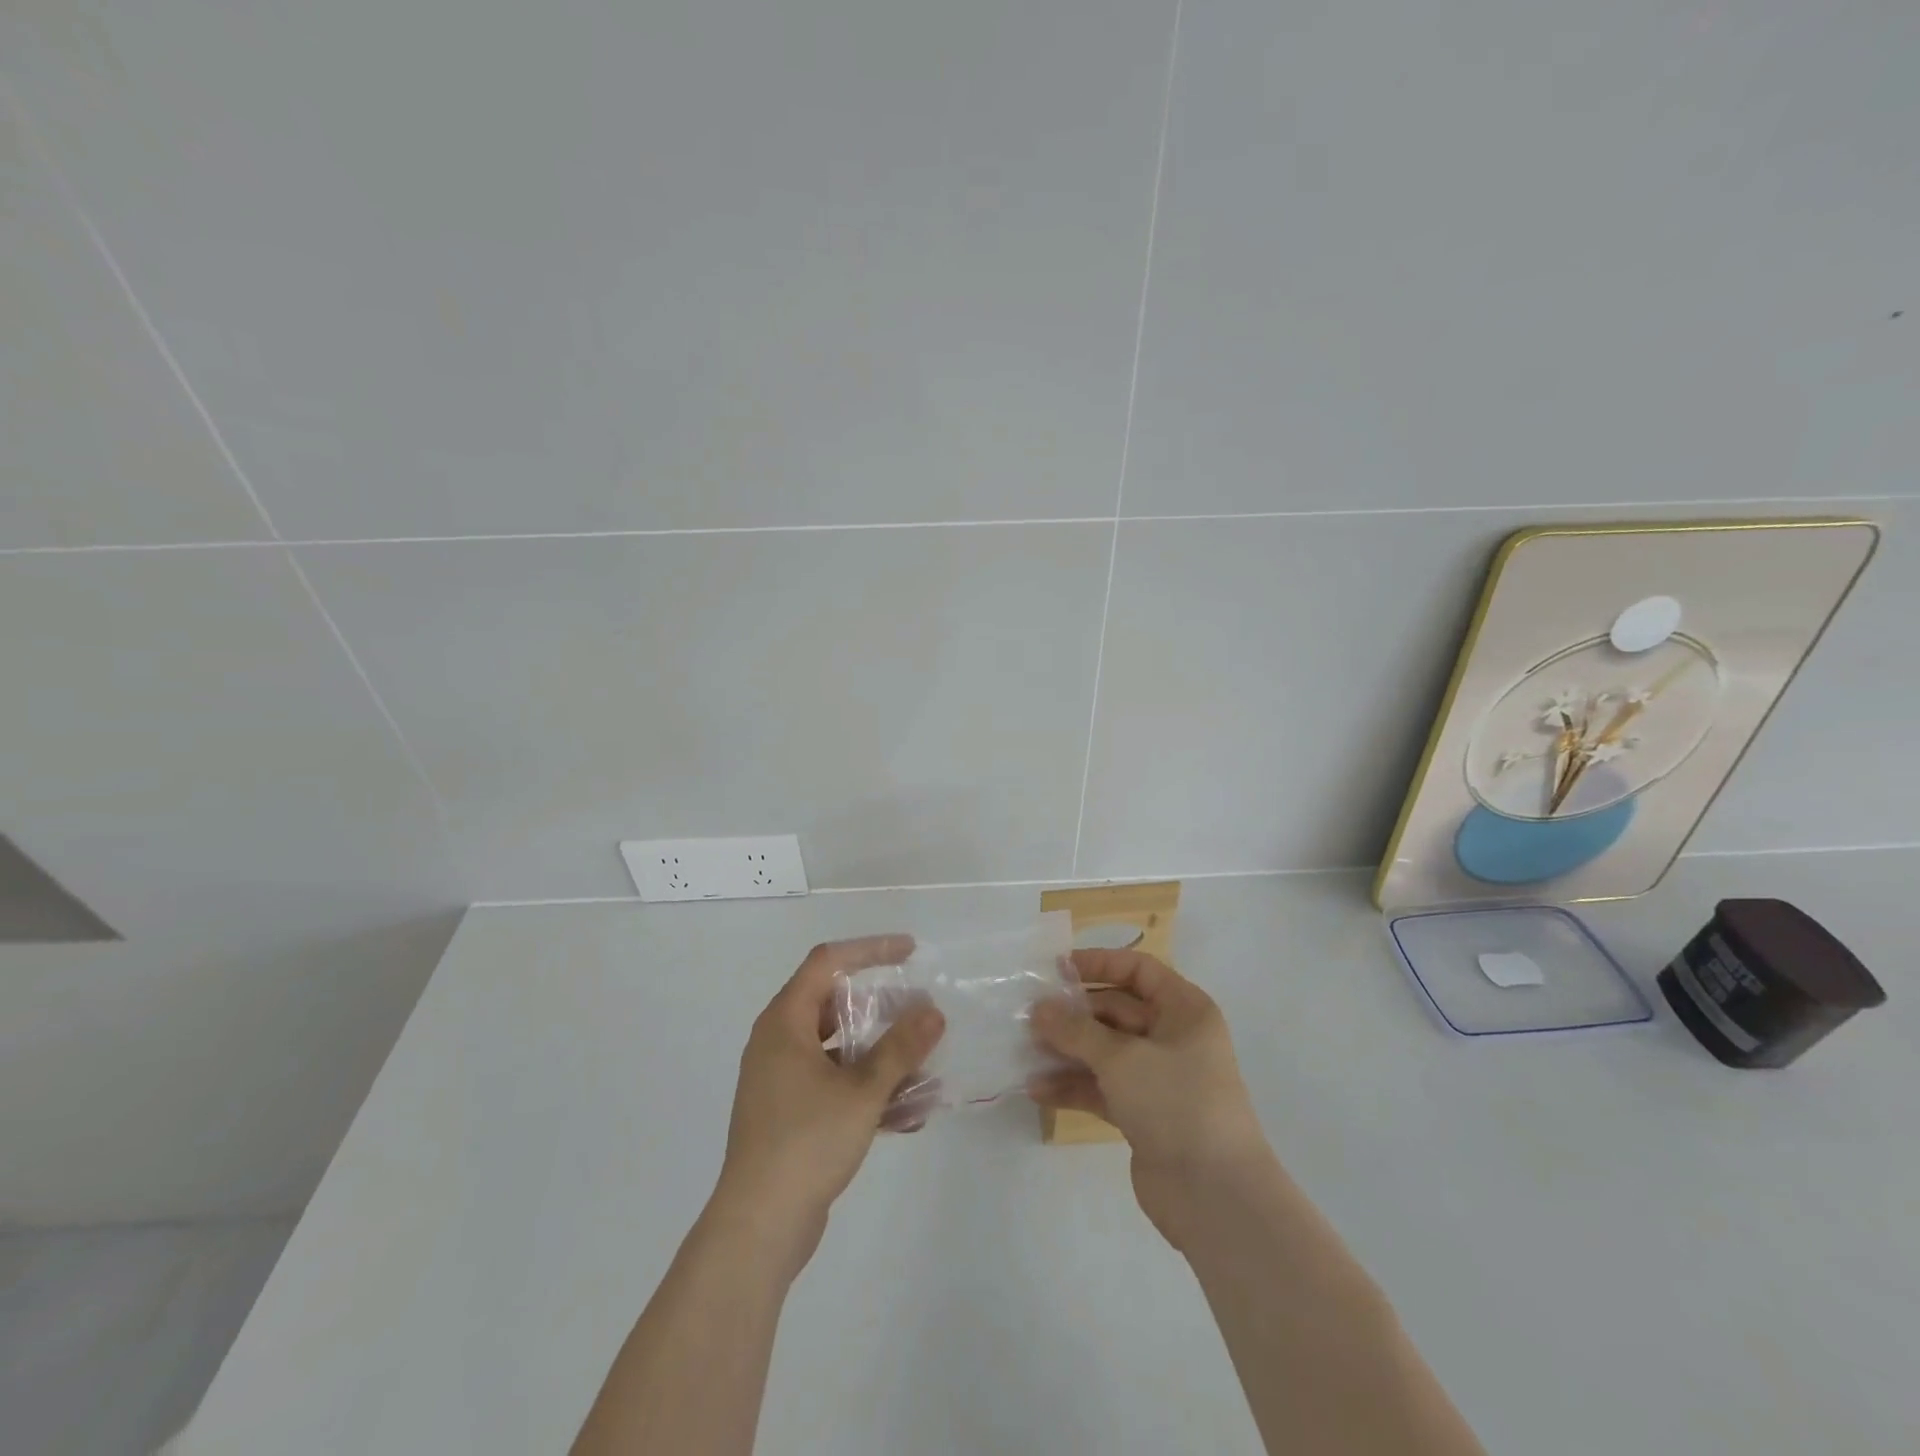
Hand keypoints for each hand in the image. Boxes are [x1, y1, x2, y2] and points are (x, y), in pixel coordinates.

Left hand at [709, 935, 945, 1277]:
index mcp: (785, 1022)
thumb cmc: (806, 1142)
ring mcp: (781, 1081)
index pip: (827, 961)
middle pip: (835, 1005)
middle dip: (883, 1009)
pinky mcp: (789, 1115)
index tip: (910, 951)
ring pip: (839, 1050)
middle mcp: (778, 1042)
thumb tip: (933, 1012)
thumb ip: (901, 1048)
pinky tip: (909, 1114)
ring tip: (925, 1067)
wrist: (758, 1227)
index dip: (870, 949)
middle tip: (921, 1014)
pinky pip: (835, 1086)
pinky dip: (868, 1090)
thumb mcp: (862, 1090)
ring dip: (882, 1056)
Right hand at [1030, 948, 1271, 1247]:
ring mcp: (1158, 1078)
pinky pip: (1102, 1087)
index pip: (1138, 970)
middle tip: (1029, 1016)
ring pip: (1105, 1051)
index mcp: (1184, 1010)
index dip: (1098, 964)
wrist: (1215, 1196)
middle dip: (1073, 1014)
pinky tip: (1037, 1089)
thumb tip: (1038, 1008)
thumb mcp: (1121, 1058)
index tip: (1056, 970)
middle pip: (1116, 1011)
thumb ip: (1075, 1030)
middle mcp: (1173, 1037)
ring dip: (1067, 1050)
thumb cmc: (1176, 1103)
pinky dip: (1073, 1085)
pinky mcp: (1144, 1113)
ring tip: (1024, 1051)